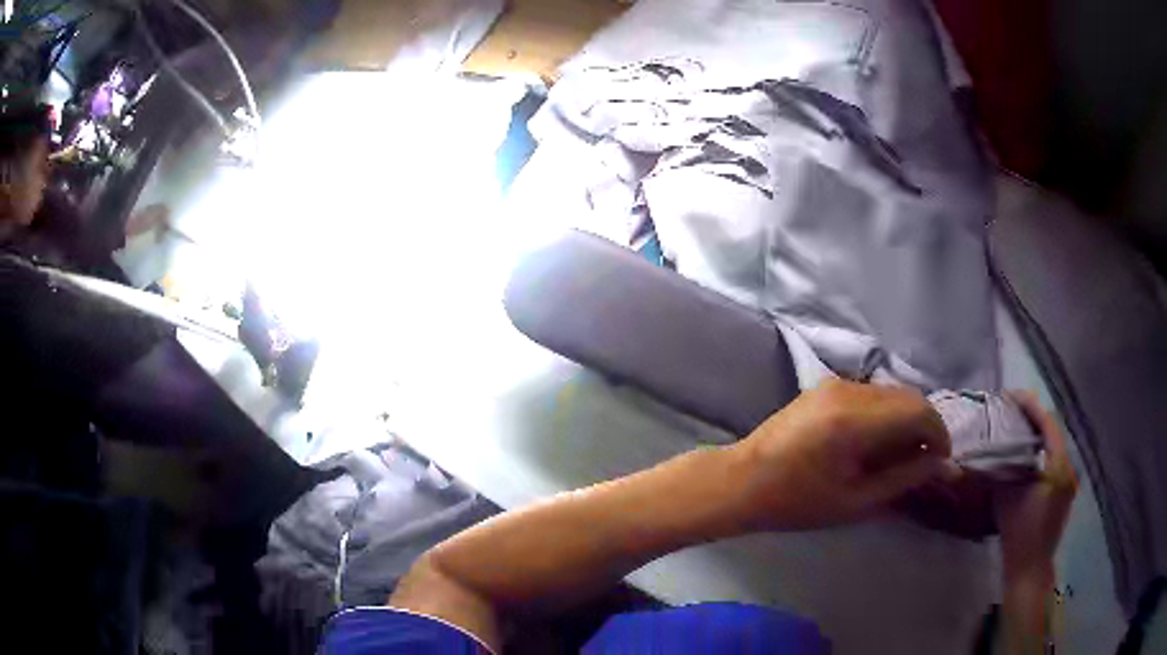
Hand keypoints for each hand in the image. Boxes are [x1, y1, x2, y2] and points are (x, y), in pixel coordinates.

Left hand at [729, 378, 953, 530]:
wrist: (741, 480)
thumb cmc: (795, 502)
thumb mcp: (855, 501)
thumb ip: (903, 478)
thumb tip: (943, 467)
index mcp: (854, 419)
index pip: (918, 411)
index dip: (938, 435)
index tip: (940, 463)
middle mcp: (848, 390)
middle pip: (908, 396)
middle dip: (925, 427)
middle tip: (922, 464)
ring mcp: (835, 383)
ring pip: (892, 393)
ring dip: (906, 420)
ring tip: (898, 458)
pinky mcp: (826, 385)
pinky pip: (872, 394)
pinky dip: (886, 414)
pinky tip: (875, 444)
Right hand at [996, 392, 1077, 584]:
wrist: (1030, 568)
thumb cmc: (1019, 533)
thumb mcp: (1008, 497)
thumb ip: (1005, 468)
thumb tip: (993, 448)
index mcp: (1058, 464)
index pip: (1047, 423)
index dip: (1029, 406)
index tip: (1010, 396)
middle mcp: (1068, 466)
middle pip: (1052, 432)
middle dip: (1032, 419)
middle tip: (1011, 411)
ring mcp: (1068, 479)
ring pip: (1053, 447)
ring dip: (1036, 436)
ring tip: (1016, 431)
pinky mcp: (1064, 491)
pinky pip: (1054, 461)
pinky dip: (1040, 453)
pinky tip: (1026, 459)